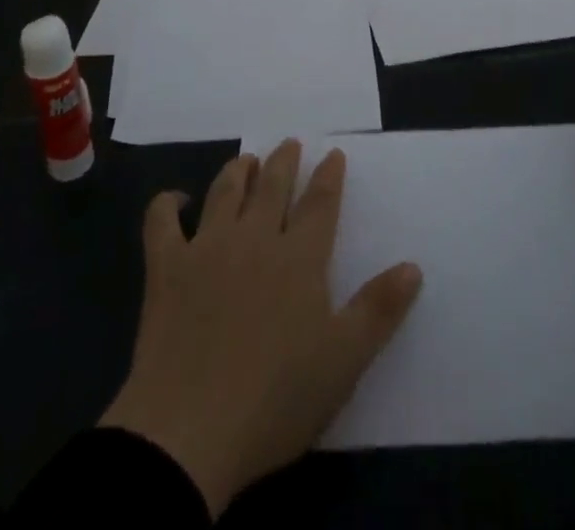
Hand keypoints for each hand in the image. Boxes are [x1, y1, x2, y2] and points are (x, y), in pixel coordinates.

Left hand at [100, 141, 423, 516]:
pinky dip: (167, 203)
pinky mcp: (166, 267)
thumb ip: (379, 310)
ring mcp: (206, 247)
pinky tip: (177, 200)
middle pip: (273, 186)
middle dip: (284, 161)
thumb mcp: (343, 362)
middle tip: (290, 144)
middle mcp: (254, 238)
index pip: (320, 204)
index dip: (329, 177)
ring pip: (225, 191)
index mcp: (299, 259)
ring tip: (247, 160)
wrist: (188, 431)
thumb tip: (413, 265)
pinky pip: (161, 221)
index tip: (333, 154)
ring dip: (239, 170)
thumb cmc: (275, 400)